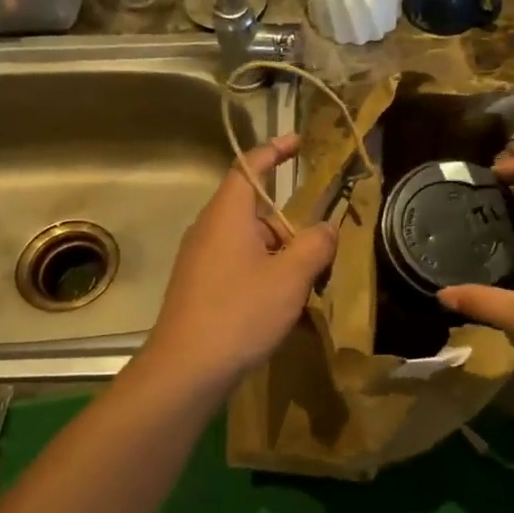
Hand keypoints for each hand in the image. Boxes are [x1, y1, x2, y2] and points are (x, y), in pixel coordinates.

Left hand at [139, 135, 336, 394]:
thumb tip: (327, 227)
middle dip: (292, 227)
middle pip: (257, 212)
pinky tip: (284, 309)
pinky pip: (241, 268)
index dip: (274, 150)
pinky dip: (266, 277)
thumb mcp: (290, 277)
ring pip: (252, 244)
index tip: (299, 142)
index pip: (250, 167)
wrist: (186, 370)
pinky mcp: (201, 288)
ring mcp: (202, 260)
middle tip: (323, 251)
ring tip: (309, 287)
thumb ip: (315, 245)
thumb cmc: (239, 313)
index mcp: (227, 214)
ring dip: (282, 258)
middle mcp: (210, 230)